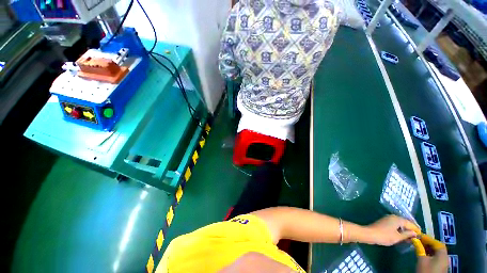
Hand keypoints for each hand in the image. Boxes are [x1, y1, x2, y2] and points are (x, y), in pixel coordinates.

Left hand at [365, 215, 418, 245]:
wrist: (369, 234)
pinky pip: (395, 225)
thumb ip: (407, 234)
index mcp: (397, 219)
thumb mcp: (398, 237)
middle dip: (411, 230)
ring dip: (405, 230)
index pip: (410, 223)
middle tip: (417, 237)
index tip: (422, 235)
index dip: (416, 229)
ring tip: (410, 238)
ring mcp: (388, 219)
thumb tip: (415, 233)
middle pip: (405, 223)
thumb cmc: (385, 236)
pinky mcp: (384, 222)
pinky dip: (400, 230)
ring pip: (400, 224)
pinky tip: (402, 236)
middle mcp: (393, 217)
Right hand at [412, 235, 448, 272]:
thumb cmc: (426, 270)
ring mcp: (443, 261)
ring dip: (429, 247)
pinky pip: (436, 256)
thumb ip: (419, 248)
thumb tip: (415, 239)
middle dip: (428, 242)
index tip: (418, 235)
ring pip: (437, 251)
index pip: (436, 242)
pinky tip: (424, 253)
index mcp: (442, 253)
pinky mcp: (441, 265)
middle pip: (437, 246)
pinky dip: (430, 252)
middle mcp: (445, 256)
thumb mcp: (421, 259)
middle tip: (419, 240)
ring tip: (420, 245)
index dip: (427, 238)